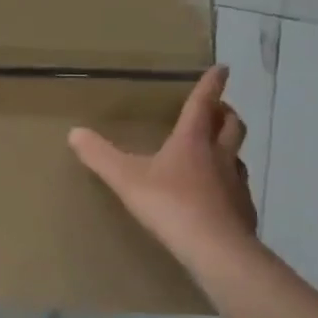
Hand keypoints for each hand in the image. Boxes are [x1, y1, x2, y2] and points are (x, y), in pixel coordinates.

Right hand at [68, 65, 256, 266]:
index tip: (222, 68)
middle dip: (225, 112)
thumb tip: (74, 132)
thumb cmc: (170, 204)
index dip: (211, 84)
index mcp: (192, 140)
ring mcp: (236, 182)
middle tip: (217, 108)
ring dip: (228, 145)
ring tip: (215, 149)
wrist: (215, 248)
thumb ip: (99, 155)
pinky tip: (216, 193)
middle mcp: (220, 155)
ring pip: (237, 155)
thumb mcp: (125, 177)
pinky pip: (237, 186)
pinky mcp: (243, 209)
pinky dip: (228, 180)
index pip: (203, 103)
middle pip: (231, 125)